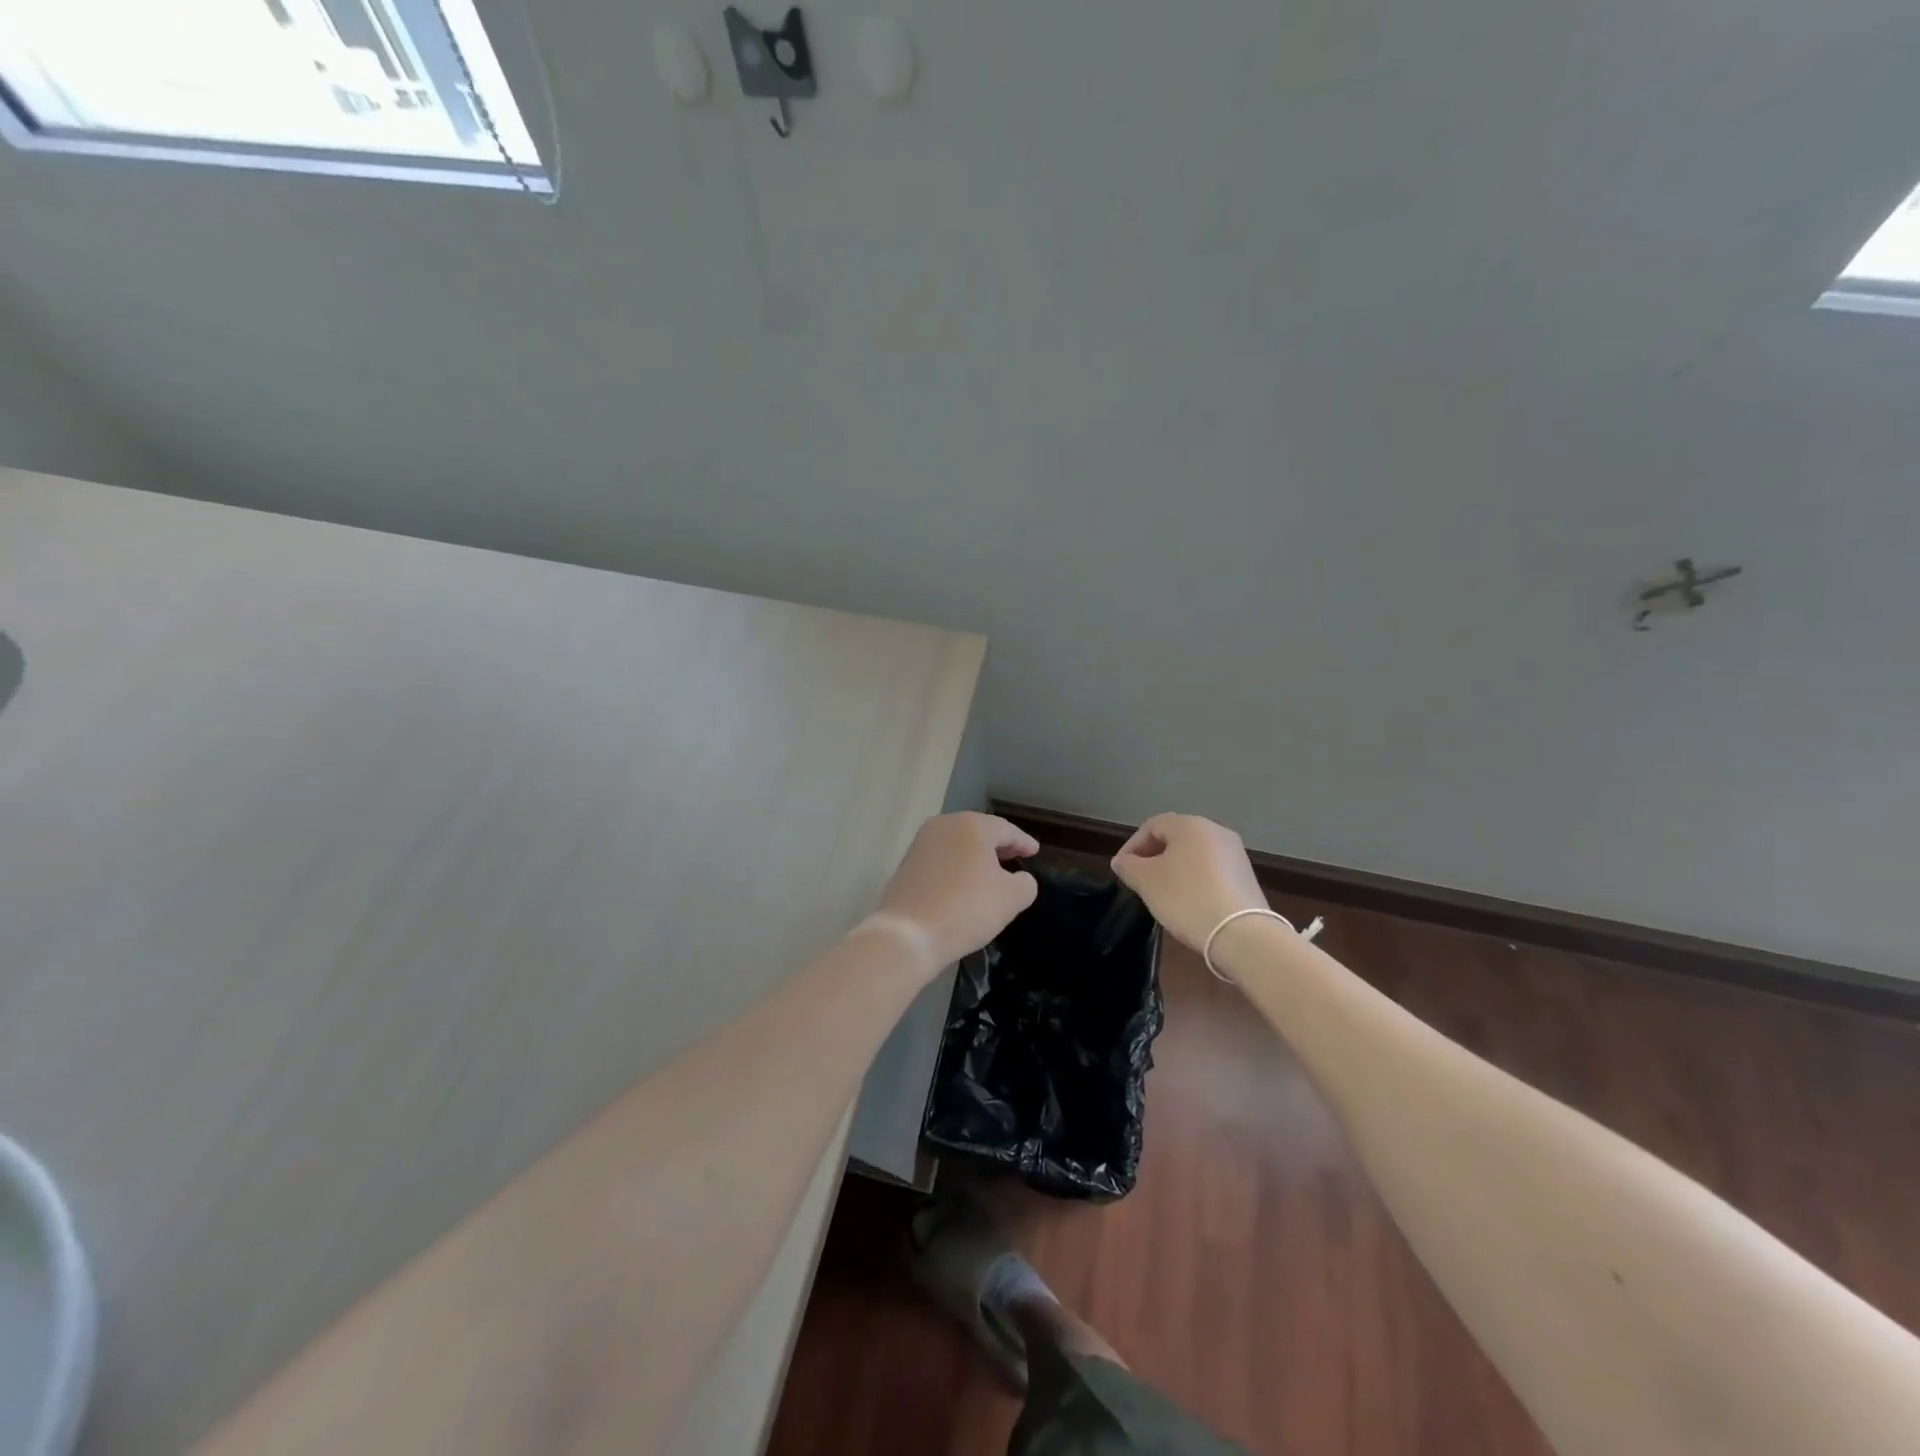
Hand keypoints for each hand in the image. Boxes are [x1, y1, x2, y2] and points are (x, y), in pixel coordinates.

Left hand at [873, 813, 1039, 969]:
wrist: (908, 935)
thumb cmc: (966, 909)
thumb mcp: (1011, 899)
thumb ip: (1025, 883)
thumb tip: (1018, 879)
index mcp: (971, 825)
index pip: (1006, 830)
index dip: (1023, 842)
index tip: (1034, 851)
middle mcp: (944, 825)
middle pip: (979, 832)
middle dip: (998, 846)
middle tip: (1016, 857)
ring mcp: (921, 844)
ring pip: (958, 845)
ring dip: (976, 856)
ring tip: (991, 873)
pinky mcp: (906, 864)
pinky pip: (941, 860)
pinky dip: (957, 867)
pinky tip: (964, 884)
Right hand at [1111, 813, 1266, 952]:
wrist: (1241, 934)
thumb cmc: (1186, 898)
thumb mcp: (1146, 881)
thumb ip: (1128, 866)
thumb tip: (1123, 861)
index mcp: (1191, 825)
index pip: (1152, 825)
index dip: (1132, 846)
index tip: (1122, 870)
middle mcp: (1217, 831)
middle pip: (1175, 838)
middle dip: (1153, 857)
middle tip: (1139, 881)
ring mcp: (1236, 854)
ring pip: (1194, 855)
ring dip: (1174, 870)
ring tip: (1162, 894)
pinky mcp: (1247, 878)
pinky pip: (1212, 872)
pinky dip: (1195, 882)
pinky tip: (1188, 903)